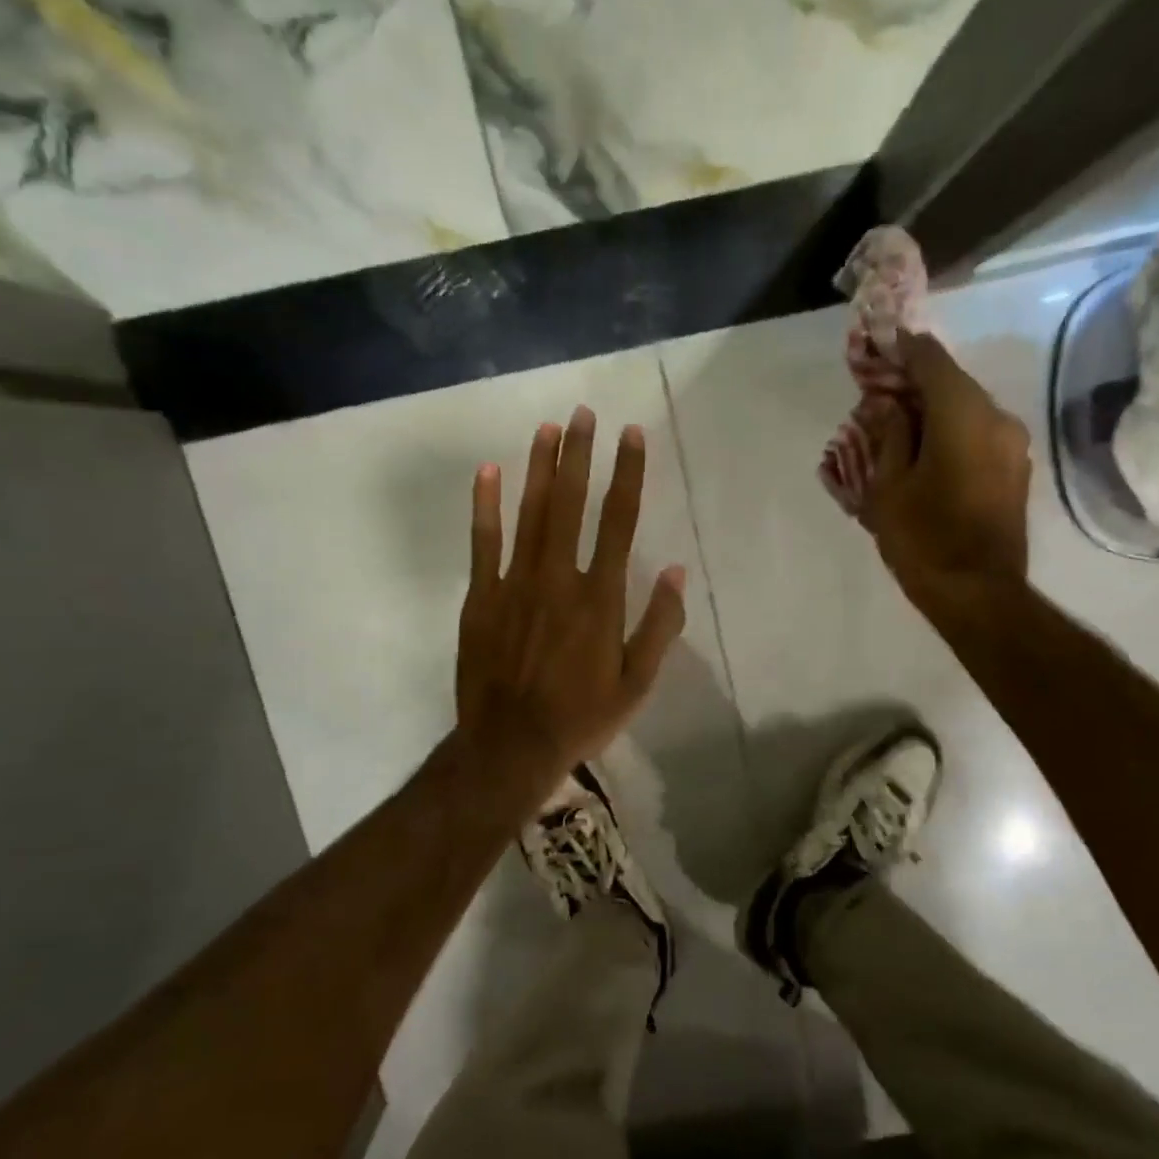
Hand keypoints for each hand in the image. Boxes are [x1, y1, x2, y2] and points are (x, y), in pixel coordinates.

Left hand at [455, 406, 687, 789]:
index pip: (619, 521)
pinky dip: (486, 506)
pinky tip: (489, 472)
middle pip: (571, 504)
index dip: (627, 475)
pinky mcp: (482, 597)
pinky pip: (483, 543)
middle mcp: (559, 578)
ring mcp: (515, 584)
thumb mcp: (637, 682)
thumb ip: (659, 624)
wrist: (510, 746)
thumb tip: (675, 570)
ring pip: (530, 514)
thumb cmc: (582, 716)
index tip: (631, 436)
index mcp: (601, 598)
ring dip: (540, 468)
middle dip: (579, 455)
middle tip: (584, 412)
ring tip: (548, 428)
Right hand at [862, 330, 1032, 614]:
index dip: (904, 349)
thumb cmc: (923, 538)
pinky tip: (926, 450)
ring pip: (968, 409)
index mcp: (963, 413)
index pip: (932, 360)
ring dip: (934, 410)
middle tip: (880, 392)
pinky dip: (952, 431)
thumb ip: (889, 435)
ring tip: (899, 426)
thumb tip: (888, 405)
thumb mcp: (888, 486)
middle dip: (916, 383)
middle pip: (953, 383)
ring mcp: (1013, 444)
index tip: (880, 347)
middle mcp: (997, 417)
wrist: (978, 593)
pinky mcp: (1016, 469)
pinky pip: (980, 434)